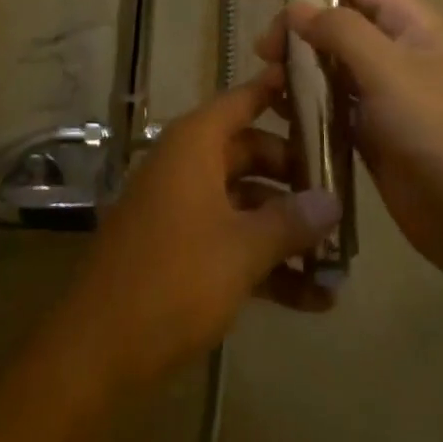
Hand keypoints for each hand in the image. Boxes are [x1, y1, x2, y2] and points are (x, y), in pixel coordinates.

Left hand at [54, 69, 342, 394]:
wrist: (97, 352)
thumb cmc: (174, 279)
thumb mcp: (242, 249)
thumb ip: (291, 221)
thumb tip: (333, 201)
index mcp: (195, 145)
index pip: (243, 100)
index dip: (279, 90)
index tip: (322, 89)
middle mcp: (187, 166)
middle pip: (252, 153)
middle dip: (298, 177)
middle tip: (344, 196)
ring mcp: (182, 209)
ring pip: (246, 202)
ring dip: (287, 229)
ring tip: (340, 258)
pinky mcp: (179, 251)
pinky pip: (231, 240)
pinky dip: (265, 261)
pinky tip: (312, 298)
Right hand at [256, 0, 442, 280]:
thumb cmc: (436, 127)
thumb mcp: (388, 68)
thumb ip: (340, 30)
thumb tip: (296, 7)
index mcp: (410, 23)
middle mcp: (395, 51)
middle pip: (337, 22)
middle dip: (298, 27)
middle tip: (264, 49)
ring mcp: (382, 93)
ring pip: (330, 64)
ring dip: (297, 65)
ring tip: (266, 80)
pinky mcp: (370, 131)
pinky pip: (330, 104)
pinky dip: (304, 101)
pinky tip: (279, 109)